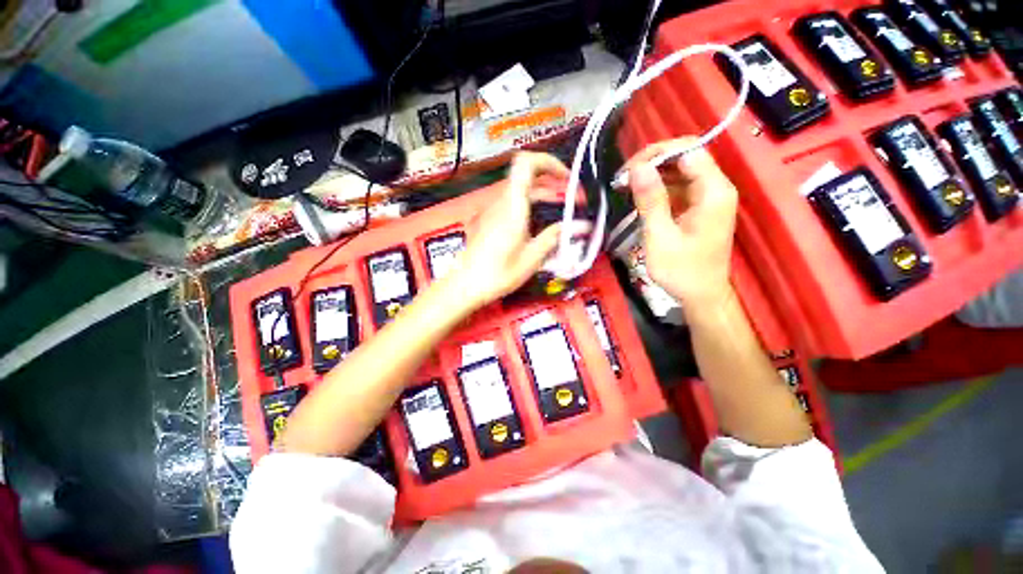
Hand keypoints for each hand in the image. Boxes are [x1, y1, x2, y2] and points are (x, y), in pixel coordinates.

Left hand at [446, 152, 569, 309]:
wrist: (465, 285)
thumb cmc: (498, 273)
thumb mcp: (532, 258)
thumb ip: (556, 237)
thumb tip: (582, 226)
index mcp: (512, 206)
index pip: (526, 163)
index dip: (549, 162)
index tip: (567, 178)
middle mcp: (502, 202)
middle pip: (527, 176)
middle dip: (553, 182)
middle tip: (572, 200)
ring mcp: (494, 210)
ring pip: (522, 190)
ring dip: (544, 196)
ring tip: (562, 213)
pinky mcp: (492, 219)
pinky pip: (514, 203)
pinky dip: (532, 206)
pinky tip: (541, 225)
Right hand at [622, 137, 737, 307]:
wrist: (700, 295)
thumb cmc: (681, 271)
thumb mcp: (660, 236)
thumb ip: (651, 200)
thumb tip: (638, 168)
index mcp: (713, 192)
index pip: (688, 151)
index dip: (657, 154)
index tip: (627, 171)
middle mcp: (715, 188)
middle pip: (684, 156)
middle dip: (651, 162)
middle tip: (621, 179)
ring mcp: (706, 197)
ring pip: (678, 170)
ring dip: (651, 175)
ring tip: (623, 186)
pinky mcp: (697, 206)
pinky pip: (676, 186)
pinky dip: (656, 188)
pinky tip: (637, 195)